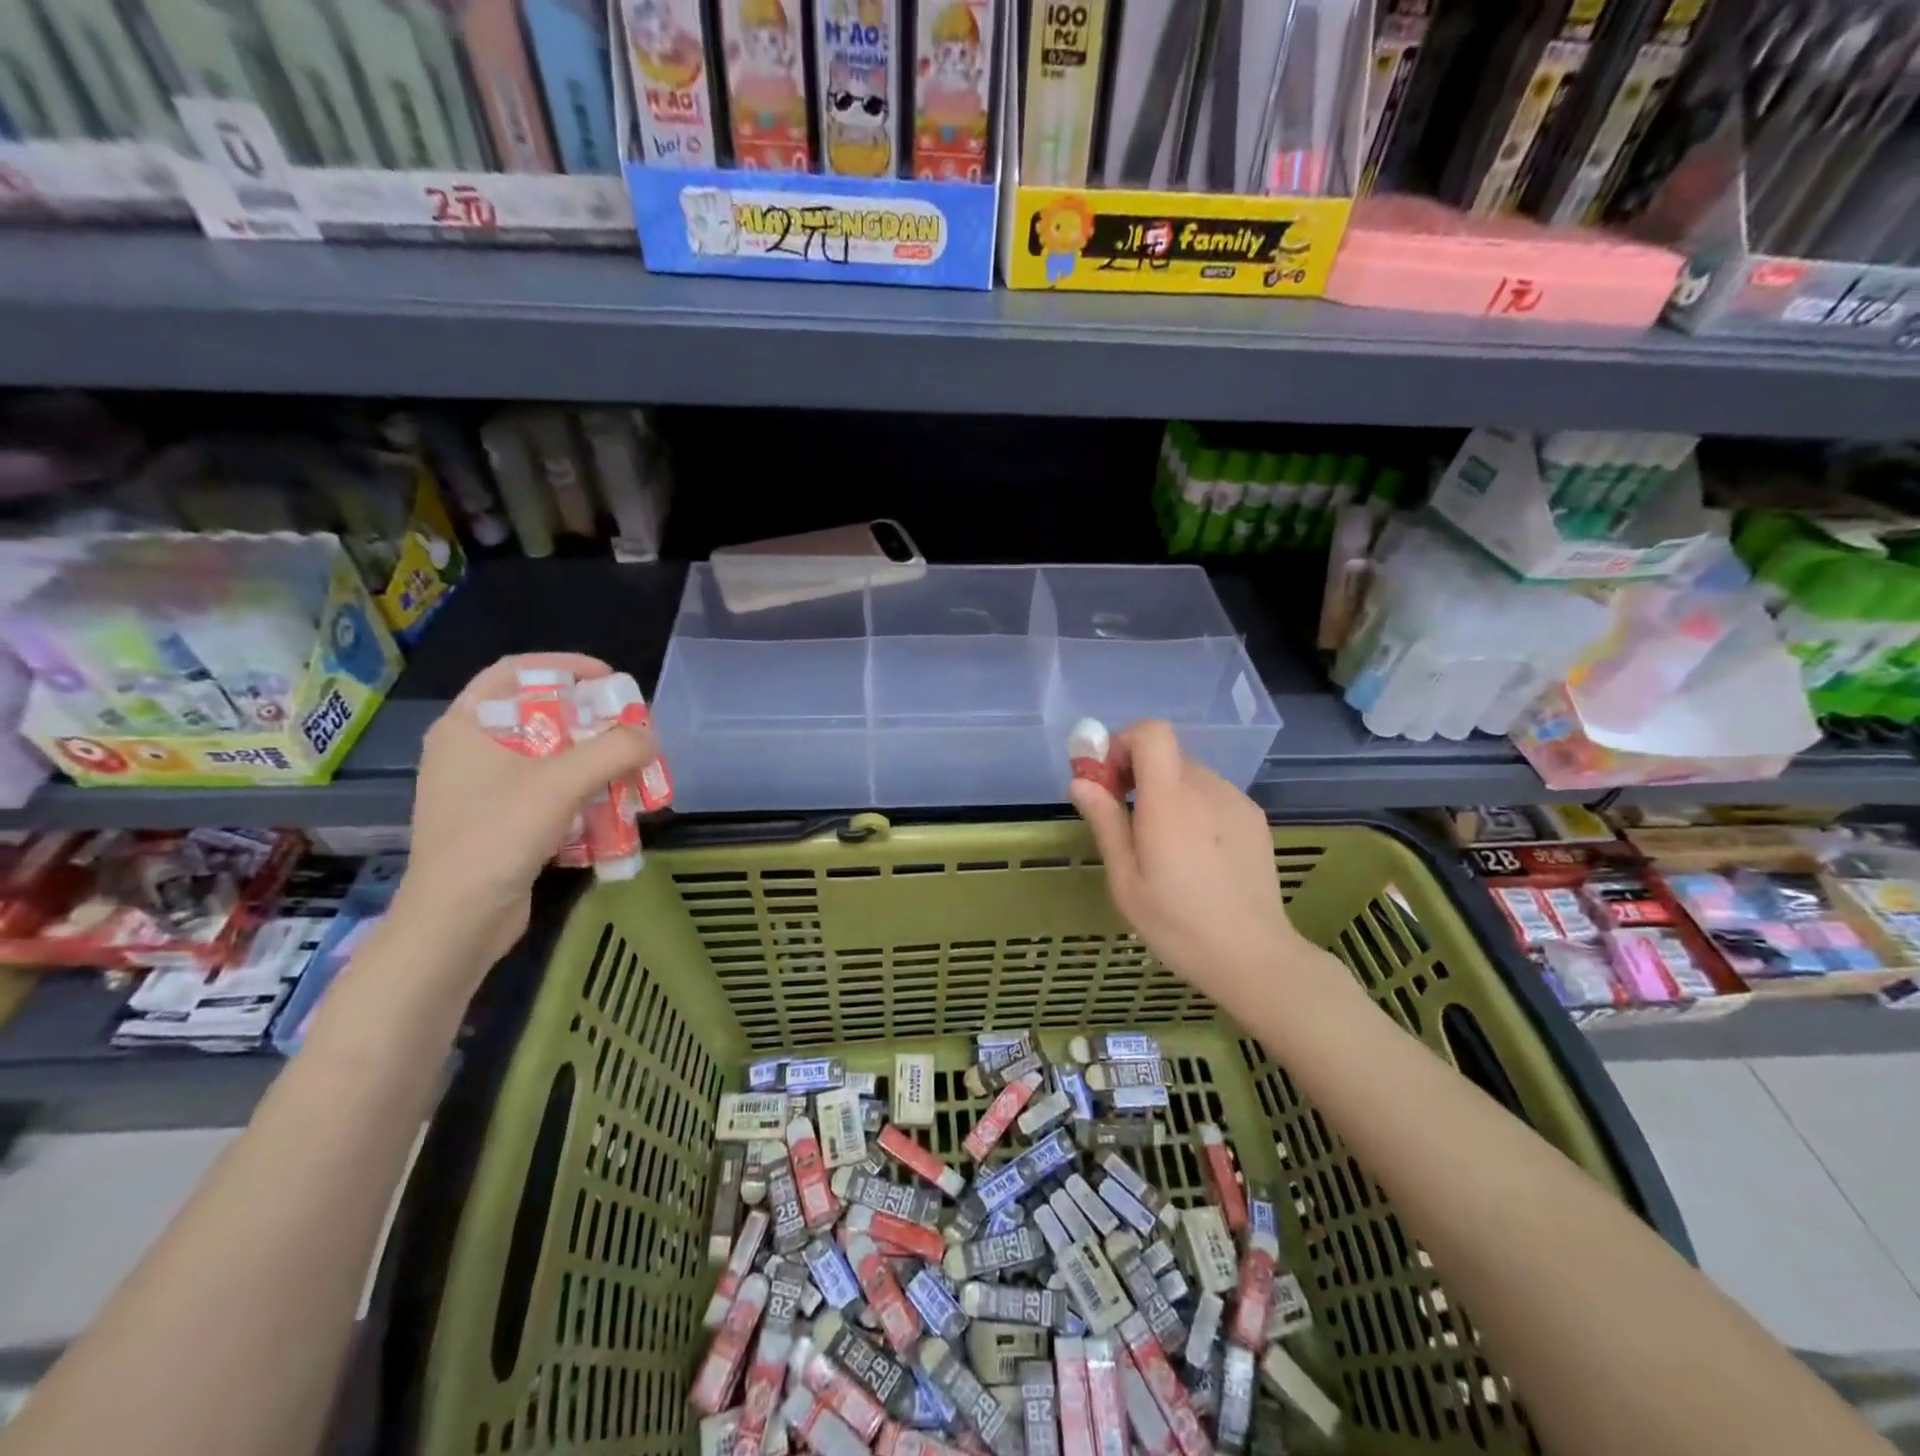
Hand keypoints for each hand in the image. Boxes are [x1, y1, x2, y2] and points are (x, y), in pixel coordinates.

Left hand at [393, 654, 657, 974]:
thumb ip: (613, 751)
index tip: (611, 680)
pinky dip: (581, 791)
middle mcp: (470, 750)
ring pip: (548, 756)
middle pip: (539, 714)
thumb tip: (650, 736)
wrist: (456, 922)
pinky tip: (610, 805)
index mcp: (467, 725)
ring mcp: (482, 789)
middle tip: (629, 727)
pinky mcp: (498, 822)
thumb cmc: (496, 837)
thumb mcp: (561, 784)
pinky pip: (547, 791)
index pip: (516, 671)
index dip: (566, 666)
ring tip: (629, 767)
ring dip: (592, 759)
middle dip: (590, 720)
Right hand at [1069, 720, 1307, 1012]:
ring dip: (1168, 793)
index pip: (1152, 732)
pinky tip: (1197, 855)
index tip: (1109, 780)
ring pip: (1190, 775)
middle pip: (1167, 754)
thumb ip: (1105, 822)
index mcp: (1170, 801)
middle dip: (1139, 774)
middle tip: (1127, 819)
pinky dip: (1196, 808)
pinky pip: (1213, 795)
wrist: (1253, 957)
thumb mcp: (1125, 880)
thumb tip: (1081, 781)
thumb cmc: (1178, 924)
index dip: (1124, 743)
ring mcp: (1236, 801)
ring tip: (1165, 846)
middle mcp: (1206, 788)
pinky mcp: (1254, 818)